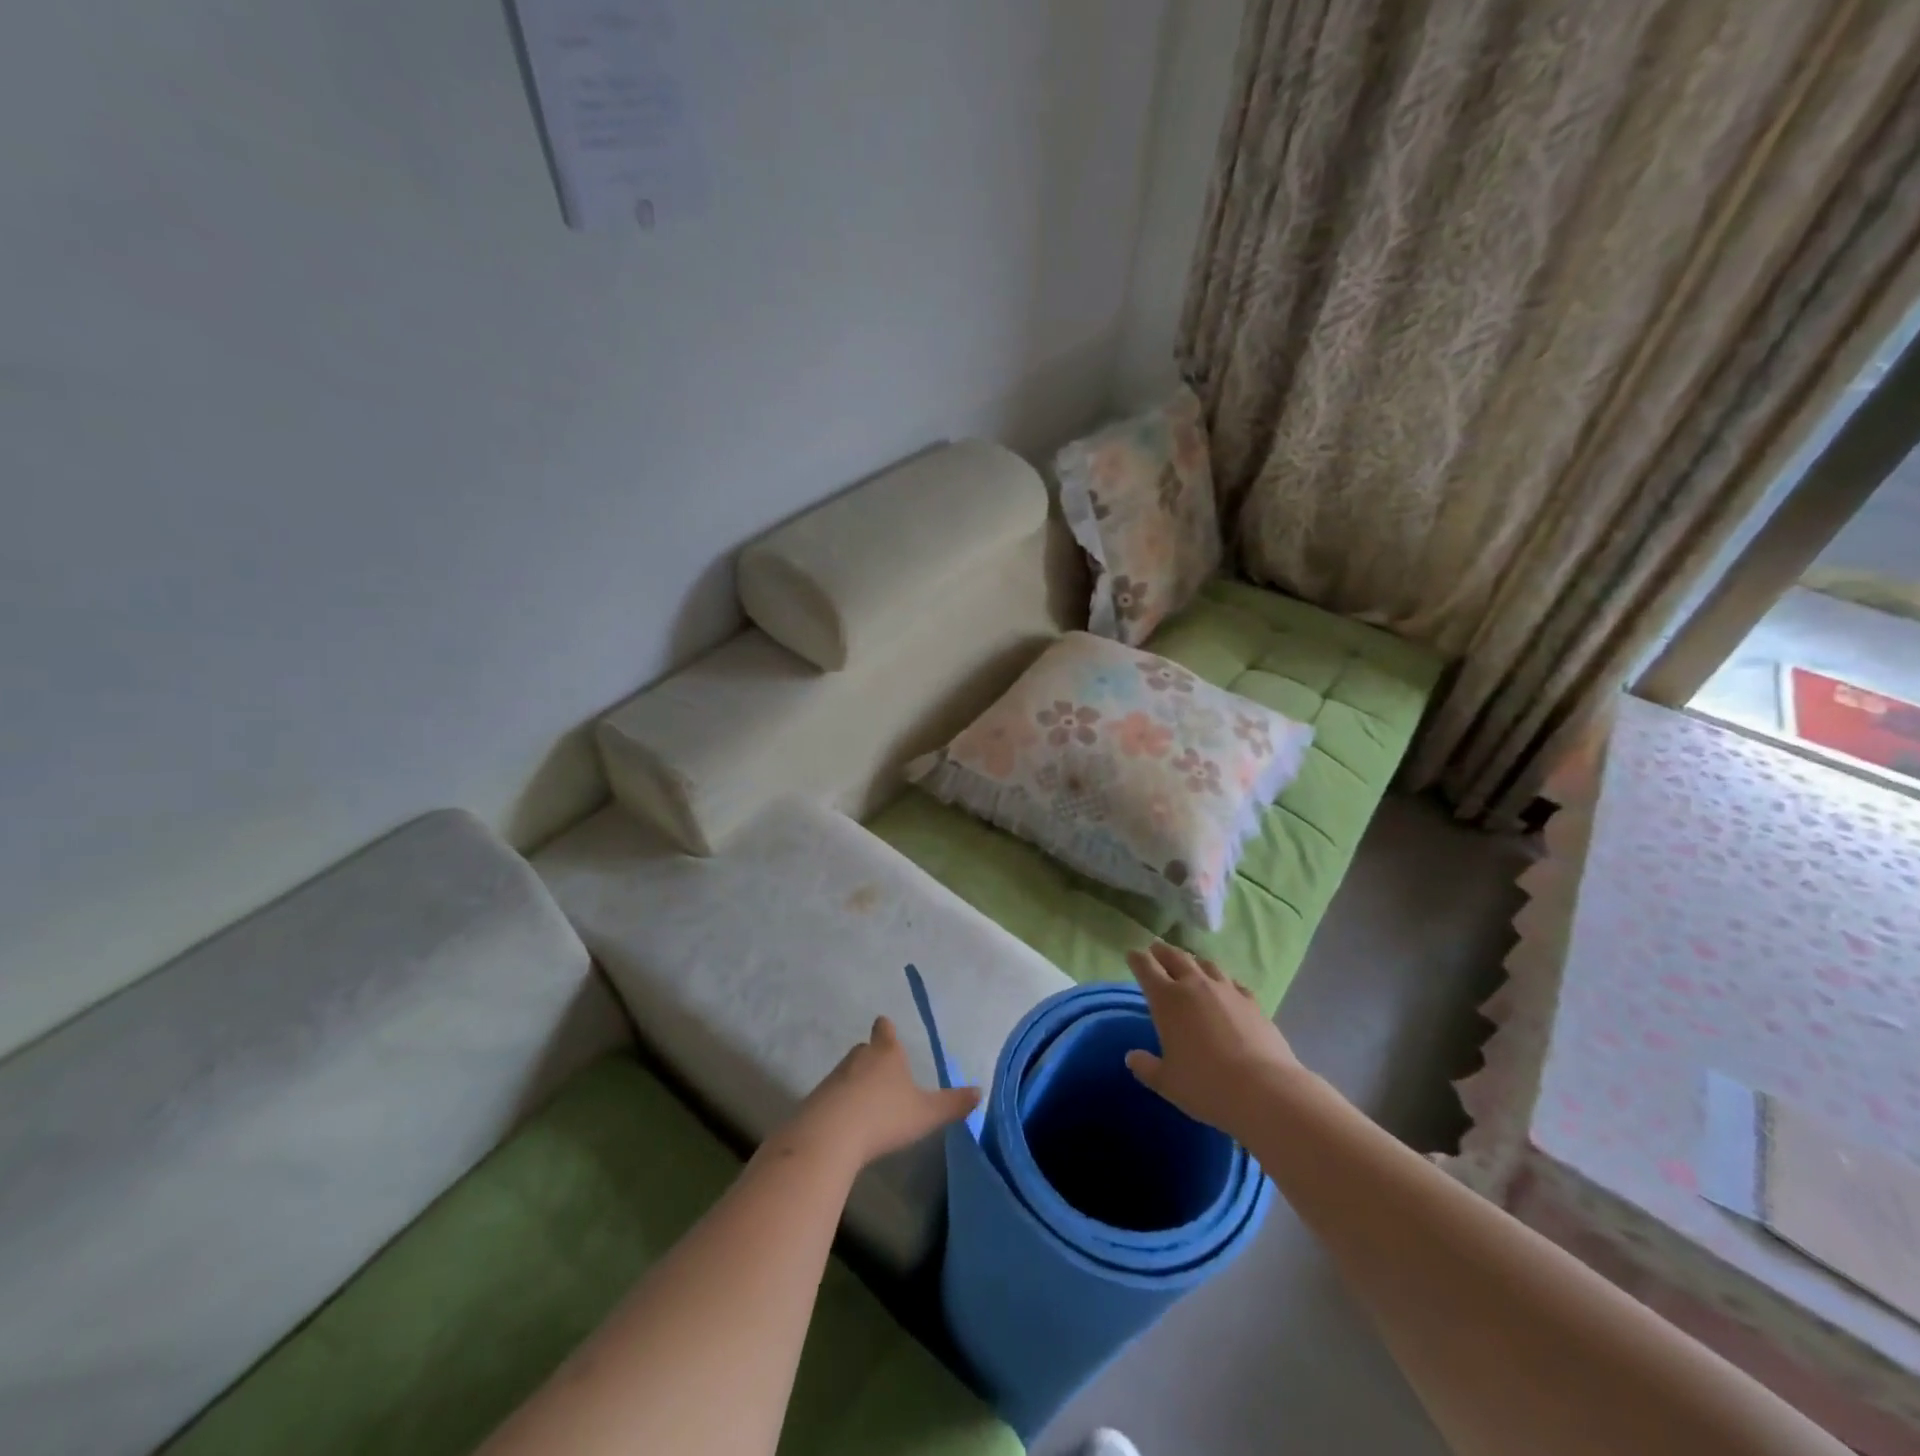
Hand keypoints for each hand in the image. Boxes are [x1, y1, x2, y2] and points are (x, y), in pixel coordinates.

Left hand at [773, 1016, 981, 1173]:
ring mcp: (835, 1077)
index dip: (886, 1029)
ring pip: (849, 1072)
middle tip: (885, 1073)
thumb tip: (979, 1092)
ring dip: (857, 1082)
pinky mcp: (817, 1099)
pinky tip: (849, 1123)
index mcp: (887, 1053)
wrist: (830, 1135)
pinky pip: (834, 1095)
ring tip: (869, 1103)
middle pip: (866, 1050)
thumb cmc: (884, 1116)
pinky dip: (841, 1103)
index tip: (885, 1027)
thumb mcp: (926, 1113)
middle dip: (874, 1057)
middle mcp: (859, 1057)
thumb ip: (952, 1103)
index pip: (885, 1030)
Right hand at [1124, 942, 1302, 1140]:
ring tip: (1190, 965)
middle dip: (1163, 951)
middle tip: (1156, 949)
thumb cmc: (1206, 1086)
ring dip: (1194, 962)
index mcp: (1167, 1000)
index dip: (1137, 959)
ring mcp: (1227, 991)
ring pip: (1206, 964)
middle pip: (1175, 957)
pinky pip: (1233, 982)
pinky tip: (1226, 988)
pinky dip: (1224, 981)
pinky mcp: (1252, 1002)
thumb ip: (1146, 1067)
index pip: (1146, 968)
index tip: (1132, 954)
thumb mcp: (1167, 1082)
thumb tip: (1132, 1057)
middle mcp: (1195, 986)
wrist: (1264, 1091)